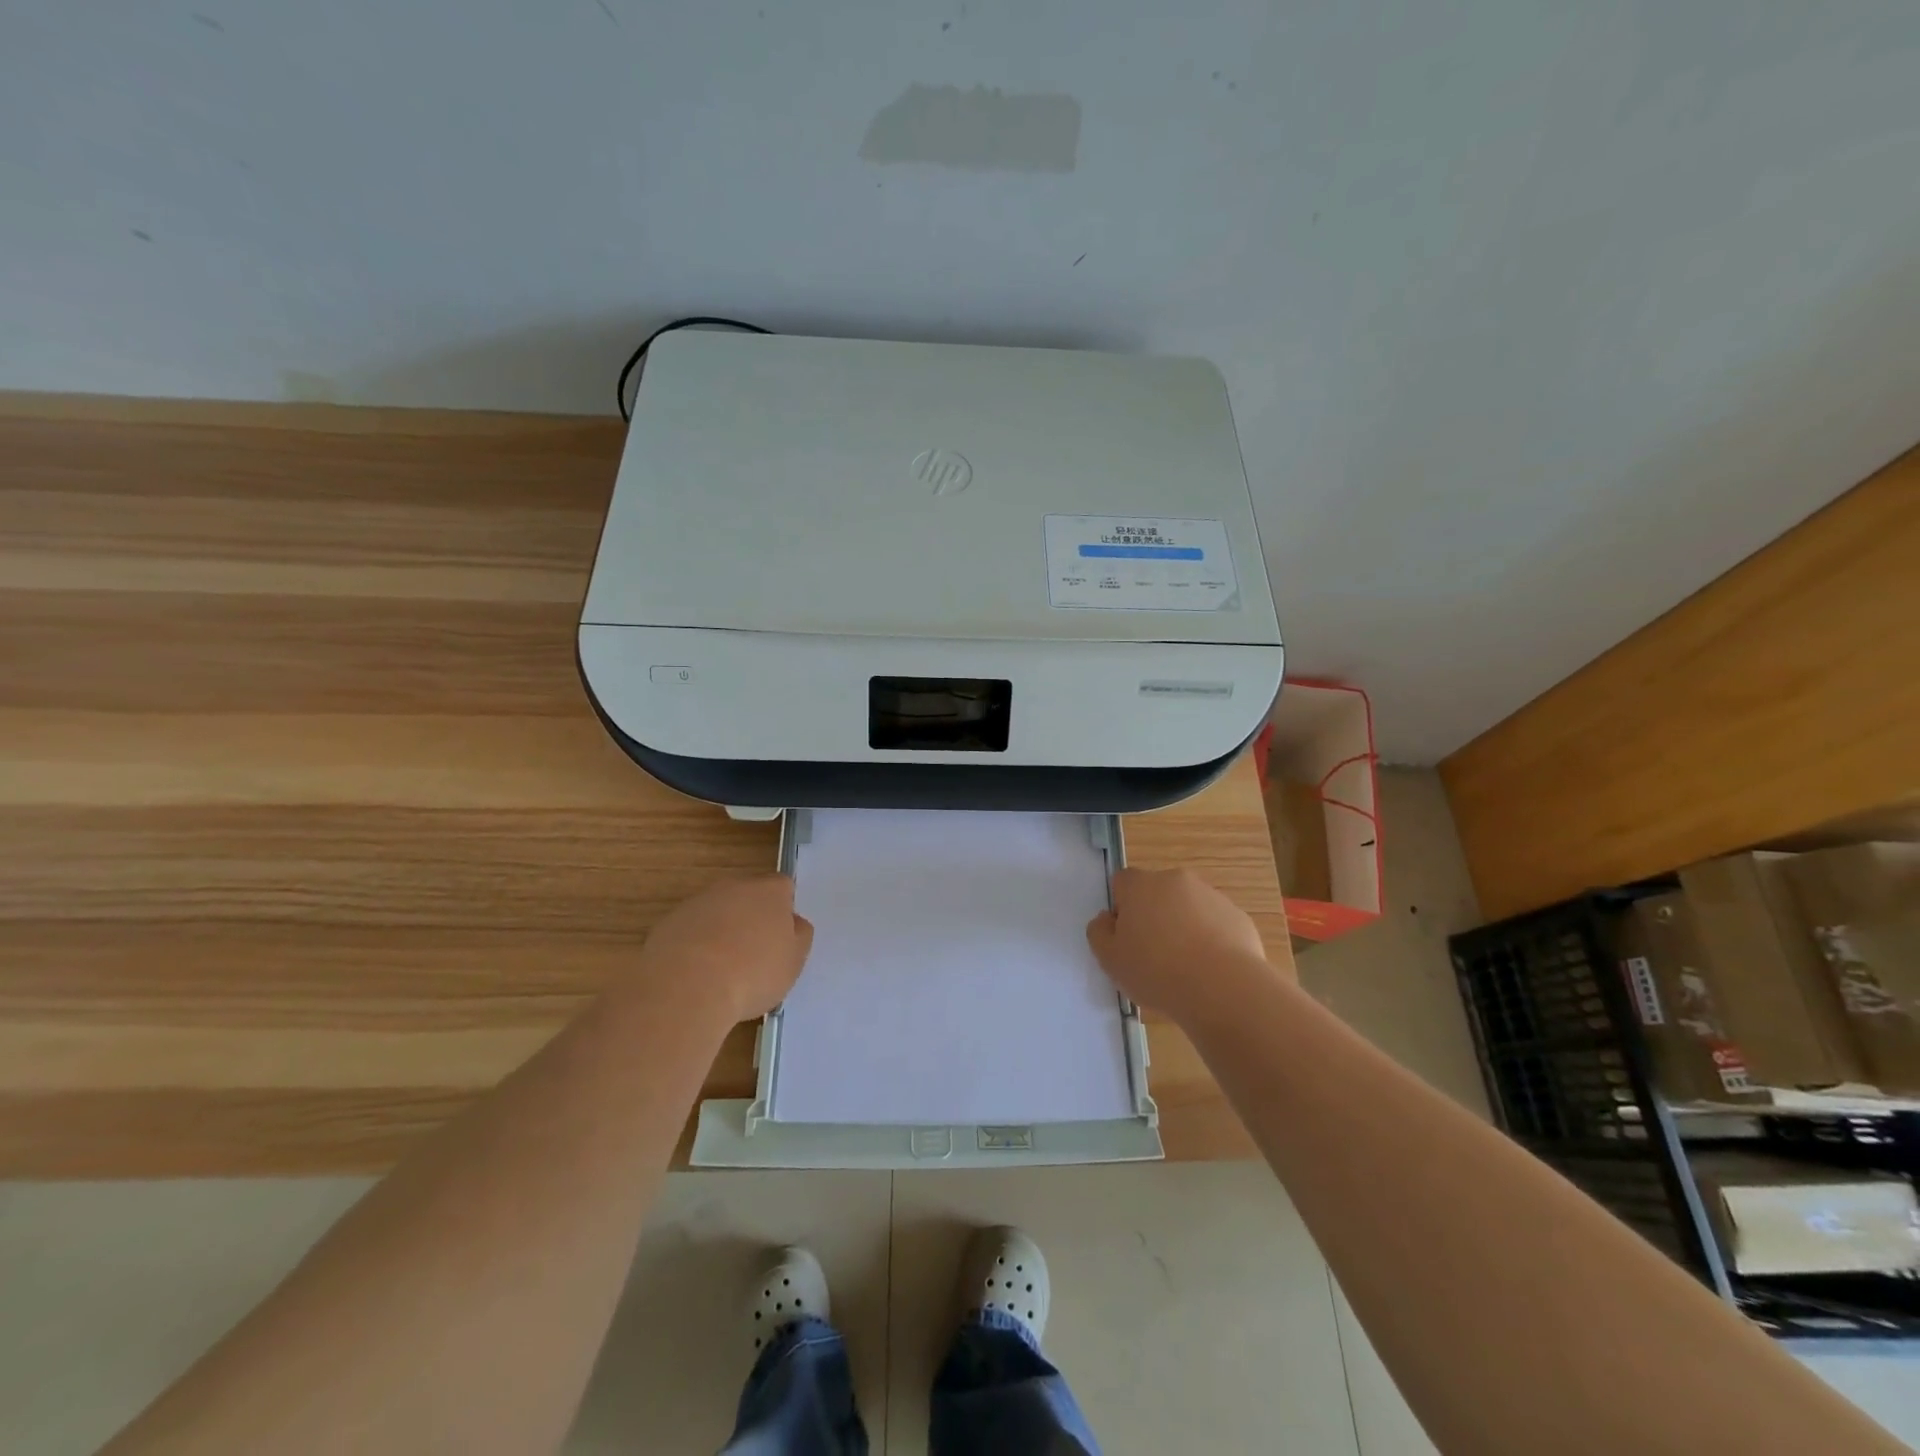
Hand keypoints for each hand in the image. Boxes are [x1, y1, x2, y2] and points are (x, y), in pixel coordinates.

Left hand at [635, 876, 814, 1025]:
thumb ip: (798, 936)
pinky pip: (690, 930)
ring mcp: (697, 902)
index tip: (781, 937)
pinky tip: (696, 975)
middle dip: (751, 918)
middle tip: (754, 953)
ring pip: (716, 912)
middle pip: (747, 896)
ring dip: (721, 931)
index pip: (783, 887)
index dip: (784, 910)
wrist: (687, 987)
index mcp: (769, 891)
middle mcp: (733, 886)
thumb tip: (793, 923)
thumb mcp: (793, 960)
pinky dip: (695, 946)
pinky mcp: (668, 923)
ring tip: (722, 970)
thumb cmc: (753, 972)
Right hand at [1086, 867, 1277, 1029]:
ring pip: (1188, 907)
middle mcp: (1176, 880)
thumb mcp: (1109, 959)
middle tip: (1153, 954)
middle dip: (1153, 915)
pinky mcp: (1238, 917)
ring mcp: (1211, 896)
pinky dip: (1211, 940)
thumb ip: (1099, 932)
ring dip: (1183, 926)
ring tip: (1185, 967)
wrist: (1223, 988)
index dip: (1121, 907)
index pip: (1122, 882)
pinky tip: (1210, 970)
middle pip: (1157, 892)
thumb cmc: (1156, 971)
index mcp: (1140, 885)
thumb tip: (1107, 919)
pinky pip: (1216, 924)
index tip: (1126, 936)